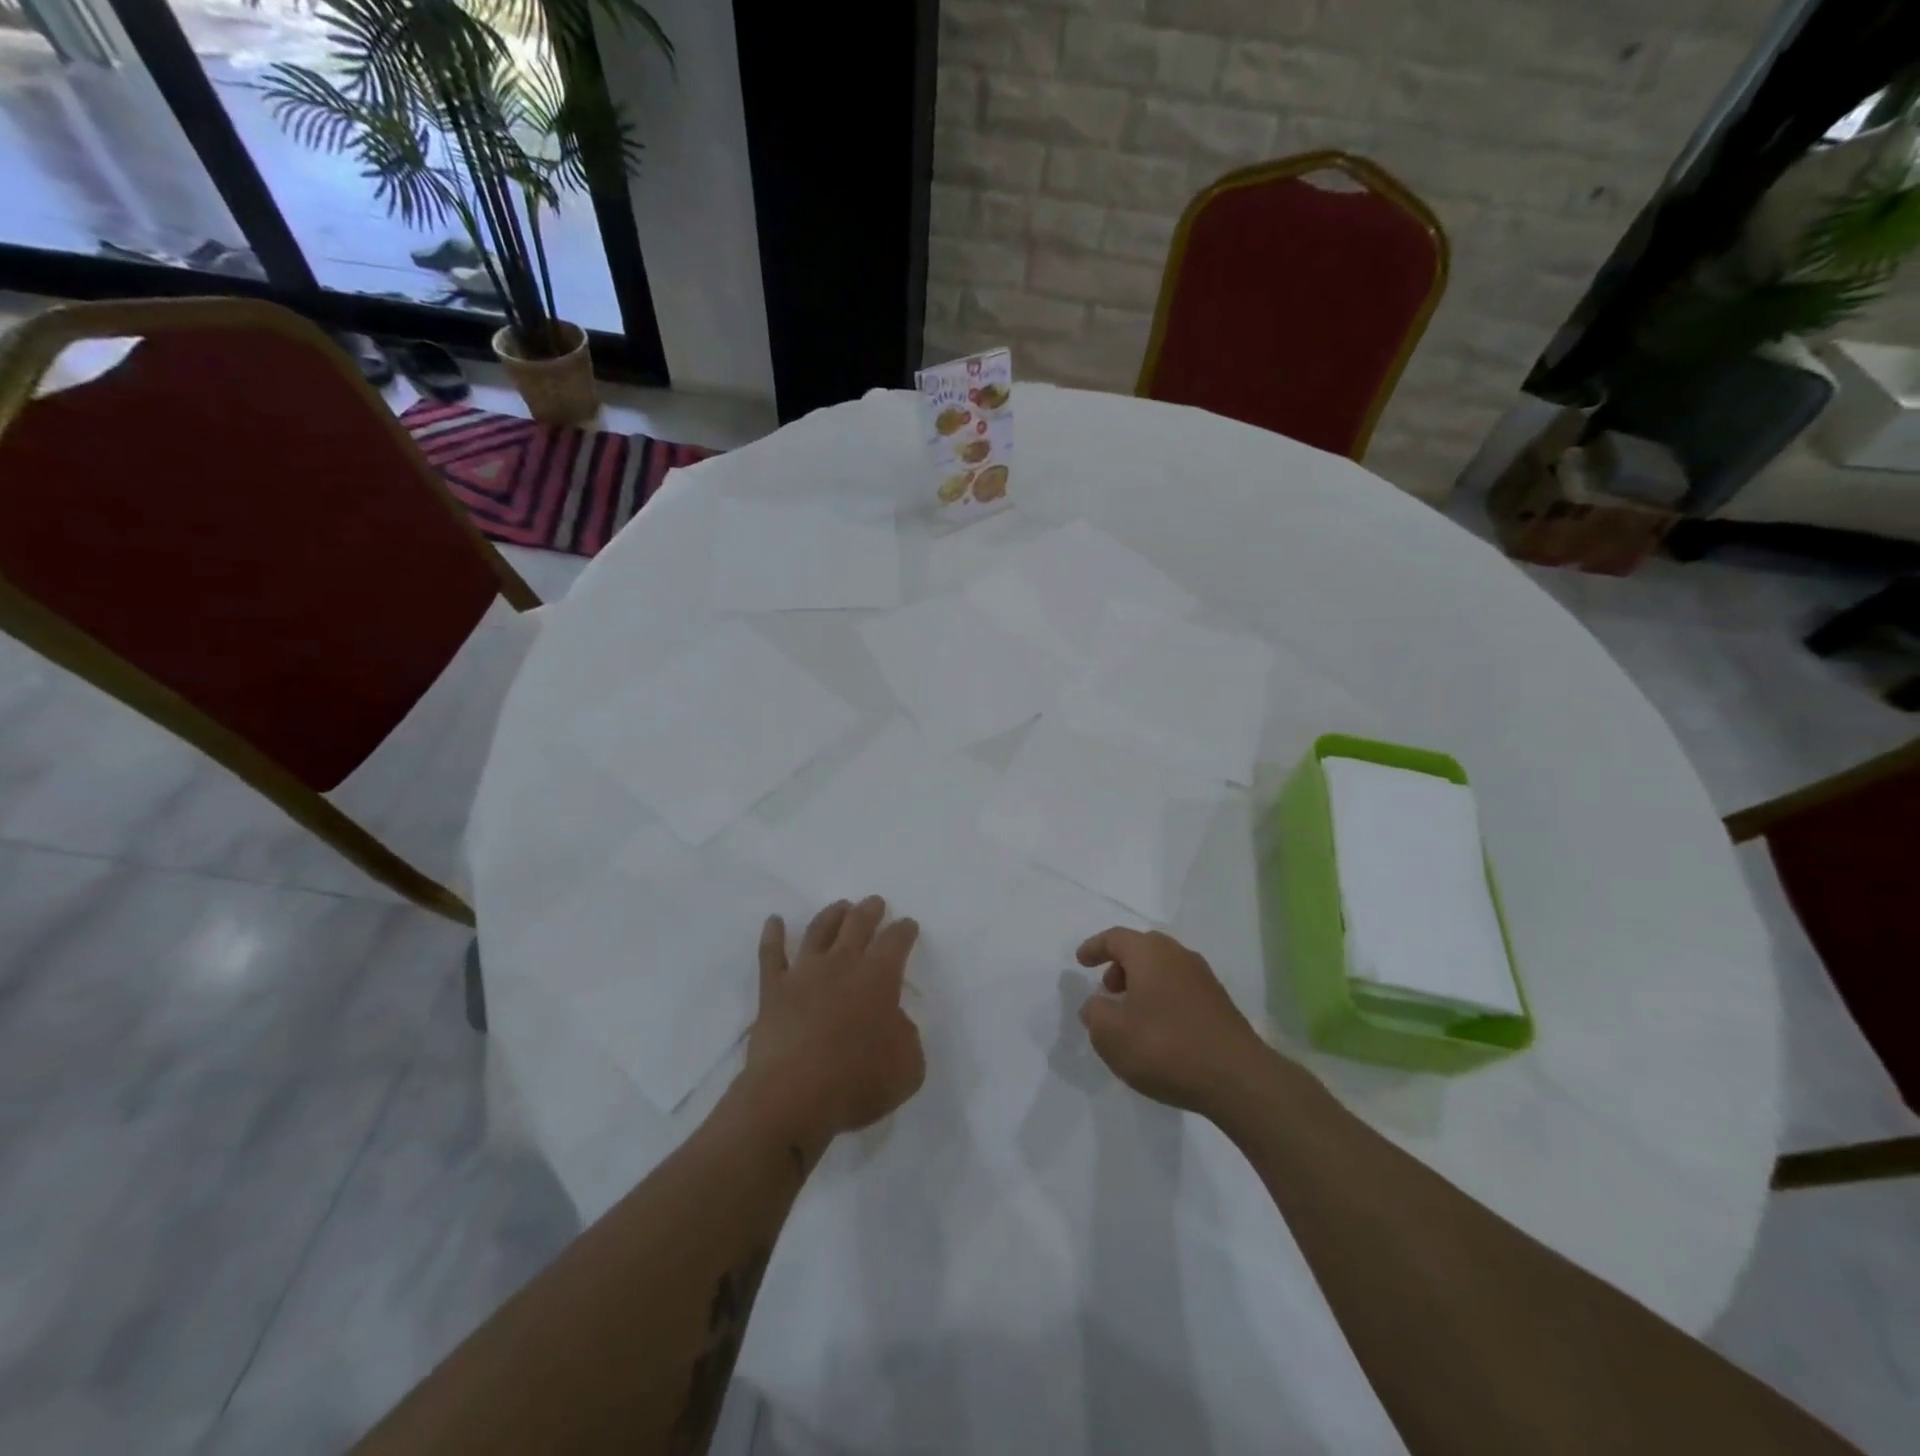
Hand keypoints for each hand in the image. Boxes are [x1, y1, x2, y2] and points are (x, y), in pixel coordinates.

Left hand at [744, 896, 925, 1156]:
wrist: (792, 1097)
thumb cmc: (857, 1083)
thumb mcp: (908, 1068)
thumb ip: (908, 1037)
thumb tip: (895, 1022)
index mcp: (879, 977)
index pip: (896, 941)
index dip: (904, 930)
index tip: (908, 925)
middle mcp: (842, 964)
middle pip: (858, 924)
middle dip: (870, 910)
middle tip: (875, 903)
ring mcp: (804, 973)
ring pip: (819, 930)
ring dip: (832, 914)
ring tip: (840, 906)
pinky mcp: (773, 989)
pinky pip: (771, 954)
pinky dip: (773, 934)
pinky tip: (774, 921)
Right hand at [1077, 928, 1273, 1118]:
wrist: (1238, 1079)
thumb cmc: (1165, 1047)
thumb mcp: (1111, 1034)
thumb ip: (1094, 1013)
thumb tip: (1097, 1004)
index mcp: (1150, 953)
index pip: (1115, 938)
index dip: (1094, 948)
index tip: (1080, 961)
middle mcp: (1179, 956)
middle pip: (1142, 949)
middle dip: (1120, 966)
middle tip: (1107, 990)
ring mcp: (1204, 979)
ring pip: (1164, 969)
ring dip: (1142, 984)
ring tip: (1131, 1016)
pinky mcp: (1220, 1004)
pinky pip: (1180, 989)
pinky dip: (1162, 999)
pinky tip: (1159, 1030)